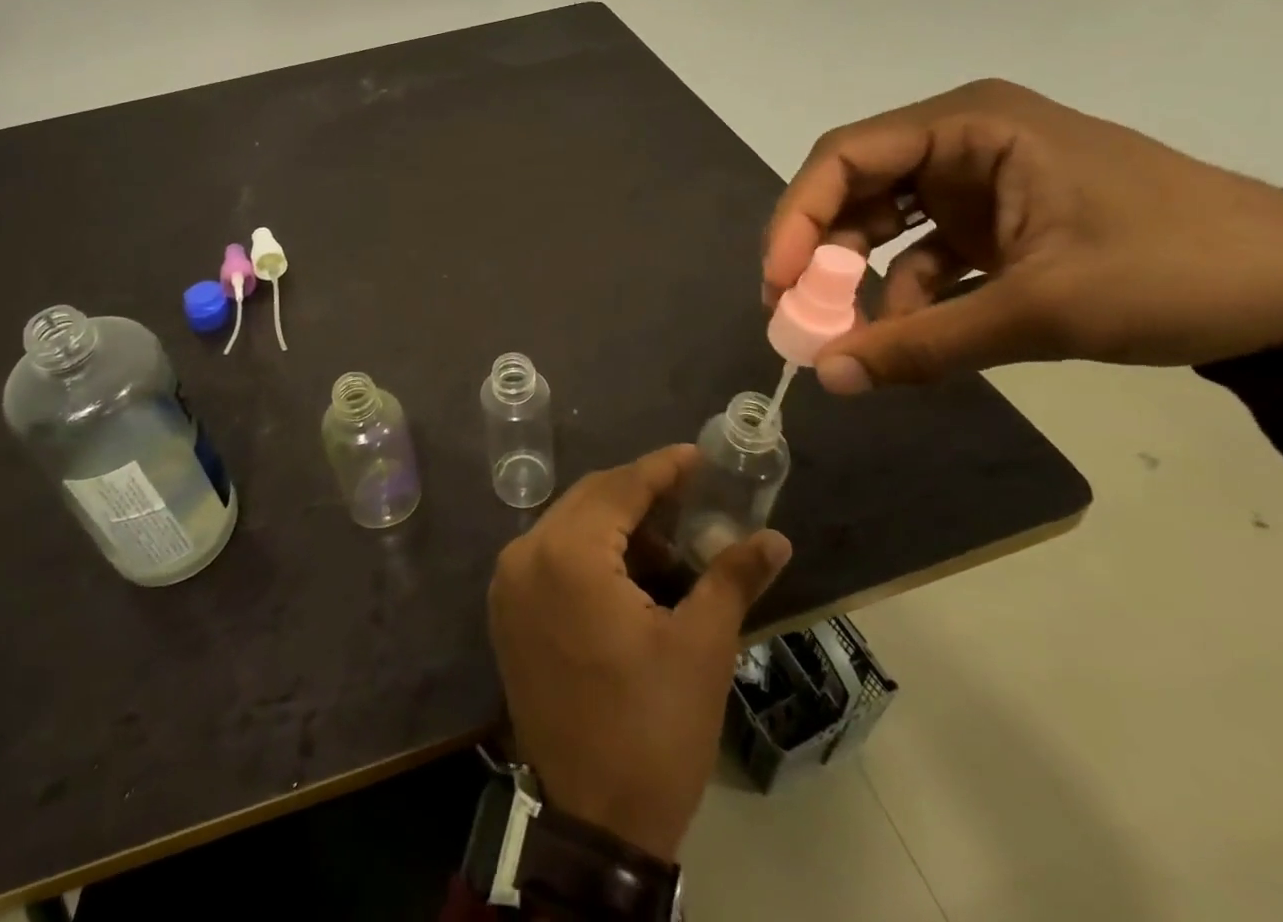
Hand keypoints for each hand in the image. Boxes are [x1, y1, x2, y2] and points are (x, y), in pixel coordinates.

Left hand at [487, 446, 792, 862]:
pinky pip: (552, 555)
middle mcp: (525, 554)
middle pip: (590, 499)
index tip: (699, 457)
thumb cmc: (651, 731)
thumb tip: (774, 538)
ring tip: (672, 543)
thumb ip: (732, 577)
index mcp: (567, 554)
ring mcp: (509, 583)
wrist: (590, 825)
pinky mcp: (508, 611)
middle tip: (693, 500)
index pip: (620, 487)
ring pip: (570, 525)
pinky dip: (591, 551)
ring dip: (618, 524)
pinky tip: (633, 572)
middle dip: (641, 495)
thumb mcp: (702, 649)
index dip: (663, 469)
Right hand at [764, 79, 1282, 392]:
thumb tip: (828, 380)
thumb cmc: (1182, 272)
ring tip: (840, 334)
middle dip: (821, 251)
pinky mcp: (997, 223)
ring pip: (884, 223)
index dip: (797, 217)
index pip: (846, 156)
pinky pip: (924, 252)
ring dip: (859, 277)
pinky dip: (907, 294)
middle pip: (855, 188)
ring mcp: (980, 183)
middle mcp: (964, 142)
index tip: (777, 282)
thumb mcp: (1044, 311)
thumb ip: (926, 344)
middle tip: (792, 312)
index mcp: (971, 126)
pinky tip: (903, 334)